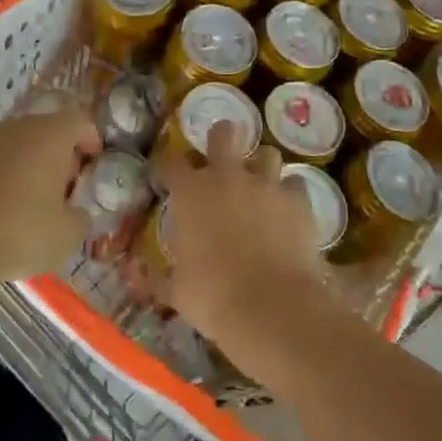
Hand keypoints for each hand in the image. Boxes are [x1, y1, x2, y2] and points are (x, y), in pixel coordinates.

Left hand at [0, 106, 102, 298]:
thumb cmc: (18, 232)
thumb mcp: (67, 236)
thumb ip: (81, 218)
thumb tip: (76, 212)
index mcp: (51, 135)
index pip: (81, 121)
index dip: (92, 142)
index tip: (93, 169)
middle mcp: (18, 127)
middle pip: (48, 131)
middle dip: (61, 157)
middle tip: (66, 190)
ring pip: (18, 146)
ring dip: (30, 167)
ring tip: (33, 204)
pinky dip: (3, 178)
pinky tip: (0, 211)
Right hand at [152, 124, 347, 374]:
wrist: (272, 307)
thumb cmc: (213, 297)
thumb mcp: (177, 291)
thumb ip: (161, 278)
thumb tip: (143, 278)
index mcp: (191, 193)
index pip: (172, 163)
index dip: (168, 168)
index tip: (168, 178)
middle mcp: (227, 177)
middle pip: (224, 134)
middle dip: (222, 138)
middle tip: (222, 156)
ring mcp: (266, 184)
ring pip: (267, 154)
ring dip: (262, 166)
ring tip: (261, 186)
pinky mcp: (298, 200)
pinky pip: (296, 185)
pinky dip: (290, 194)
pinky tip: (288, 212)